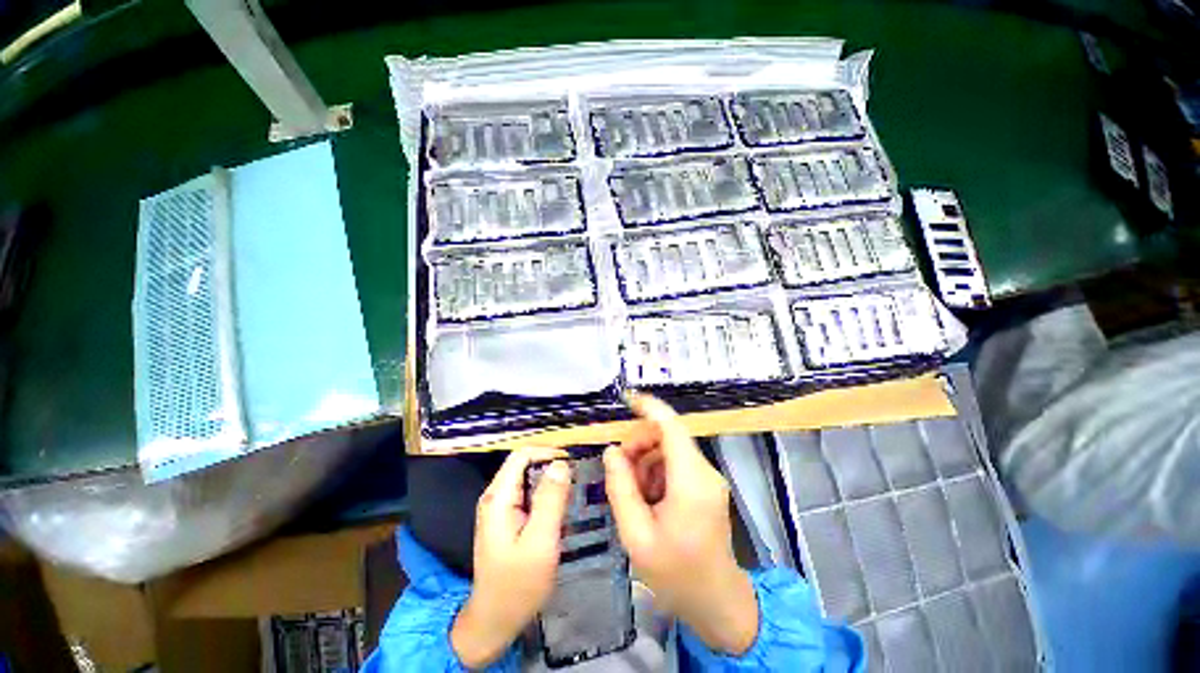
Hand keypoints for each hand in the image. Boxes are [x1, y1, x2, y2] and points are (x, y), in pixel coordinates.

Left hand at [451, 447, 571, 668]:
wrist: (495, 621)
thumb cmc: (518, 585)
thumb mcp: (540, 542)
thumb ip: (550, 500)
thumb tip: (561, 463)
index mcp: (499, 498)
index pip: (522, 455)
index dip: (547, 451)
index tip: (573, 461)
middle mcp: (495, 496)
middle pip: (524, 463)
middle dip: (551, 463)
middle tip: (578, 475)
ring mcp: (499, 508)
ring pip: (527, 478)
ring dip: (550, 478)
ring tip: (574, 488)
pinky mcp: (506, 518)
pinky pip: (528, 493)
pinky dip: (545, 493)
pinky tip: (560, 505)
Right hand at [604, 393, 758, 655]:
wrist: (717, 602)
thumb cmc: (675, 575)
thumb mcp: (636, 535)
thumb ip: (620, 488)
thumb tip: (611, 451)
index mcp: (691, 482)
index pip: (672, 427)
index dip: (649, 408)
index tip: (626, 399)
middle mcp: (705, 472)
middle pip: (667, 436)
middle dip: (638, 444)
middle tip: (619, 471)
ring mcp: (709, 477)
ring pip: (669, 448)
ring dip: (645, 460)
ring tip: (633, 493)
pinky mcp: (706, 484)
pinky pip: (676, 463)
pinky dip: (656, 471)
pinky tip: (648, 497)